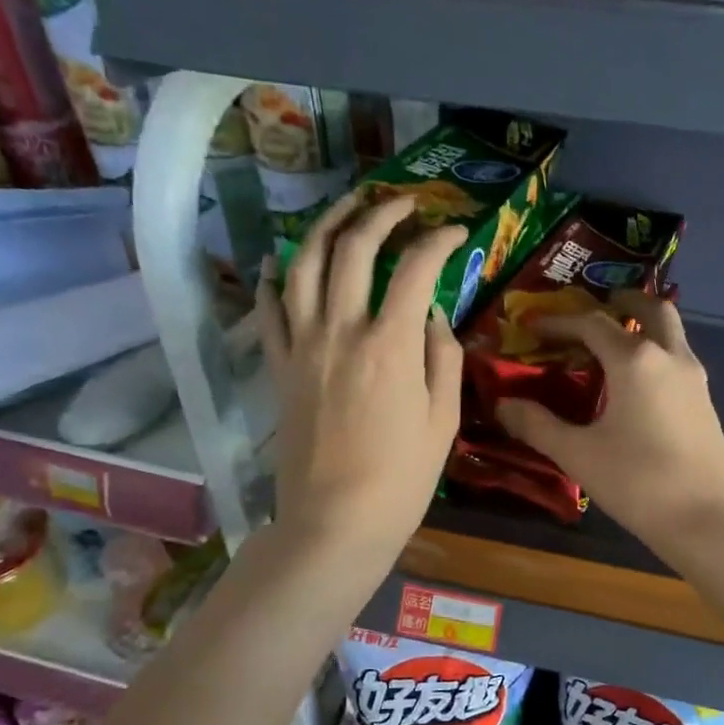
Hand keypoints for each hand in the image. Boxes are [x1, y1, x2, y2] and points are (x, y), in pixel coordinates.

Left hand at [256, 190, 464, 559]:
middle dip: (380, 215)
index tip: (455, 230)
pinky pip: (269, 310)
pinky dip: (274, 278)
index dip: (438, 240)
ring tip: (346, 207)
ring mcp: (302, 346)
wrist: (336, 521)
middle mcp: (340, 330)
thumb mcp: (444, 420)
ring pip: (303, 264)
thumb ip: (442, 358)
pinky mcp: (280, 367)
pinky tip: (282, 262)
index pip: (416, 269)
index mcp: (390, 345)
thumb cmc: (402, 478)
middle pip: (353, 249)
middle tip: (402, 203)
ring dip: (325, 225)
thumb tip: (433, 317)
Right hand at [495, 291, 723, 562]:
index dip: (559, 322)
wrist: (708, 519)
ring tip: (614, 342)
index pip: (591, 323)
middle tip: (597, 305)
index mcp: (635, 359)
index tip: (533, 326)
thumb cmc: (638, 481)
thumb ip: (537, 425)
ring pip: (671, 331)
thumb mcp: (578, 454)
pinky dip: (656, 350)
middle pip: (650, 308)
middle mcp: (669, 356)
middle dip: (622, 300)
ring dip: (643, 324)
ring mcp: (694, 377)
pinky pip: (677, 357)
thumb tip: (502, 404)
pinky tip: (637, 382)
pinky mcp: (705, 401)